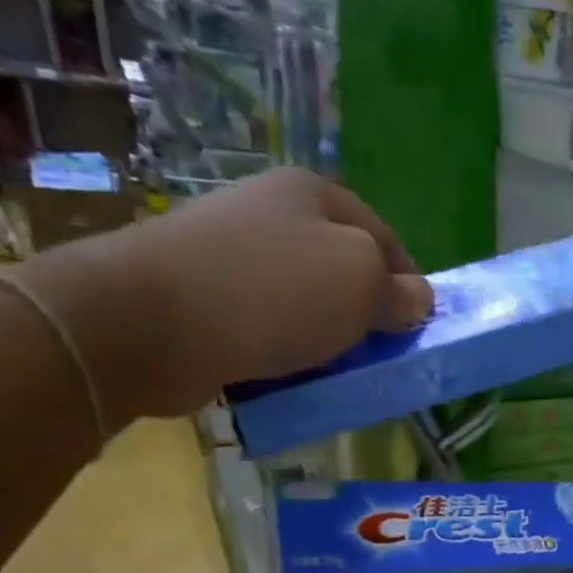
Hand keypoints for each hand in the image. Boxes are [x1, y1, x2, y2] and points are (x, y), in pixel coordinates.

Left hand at [20, 168, 432, 426]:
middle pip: (340, 269)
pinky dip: (284, 353)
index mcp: (313, 194)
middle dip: (365, 315)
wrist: (151, 321)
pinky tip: (289, 378)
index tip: (420, 331)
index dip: (410, 284)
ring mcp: (231, 254)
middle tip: (380, 358)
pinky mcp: (203, 297)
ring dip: (325, 339)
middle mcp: (271, 213)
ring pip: (303, 302)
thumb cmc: (273, 292)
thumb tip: (418, 300)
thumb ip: (396, 291)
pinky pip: (264, 327)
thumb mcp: (358, 283)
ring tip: (336, 375)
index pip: (384, 237)